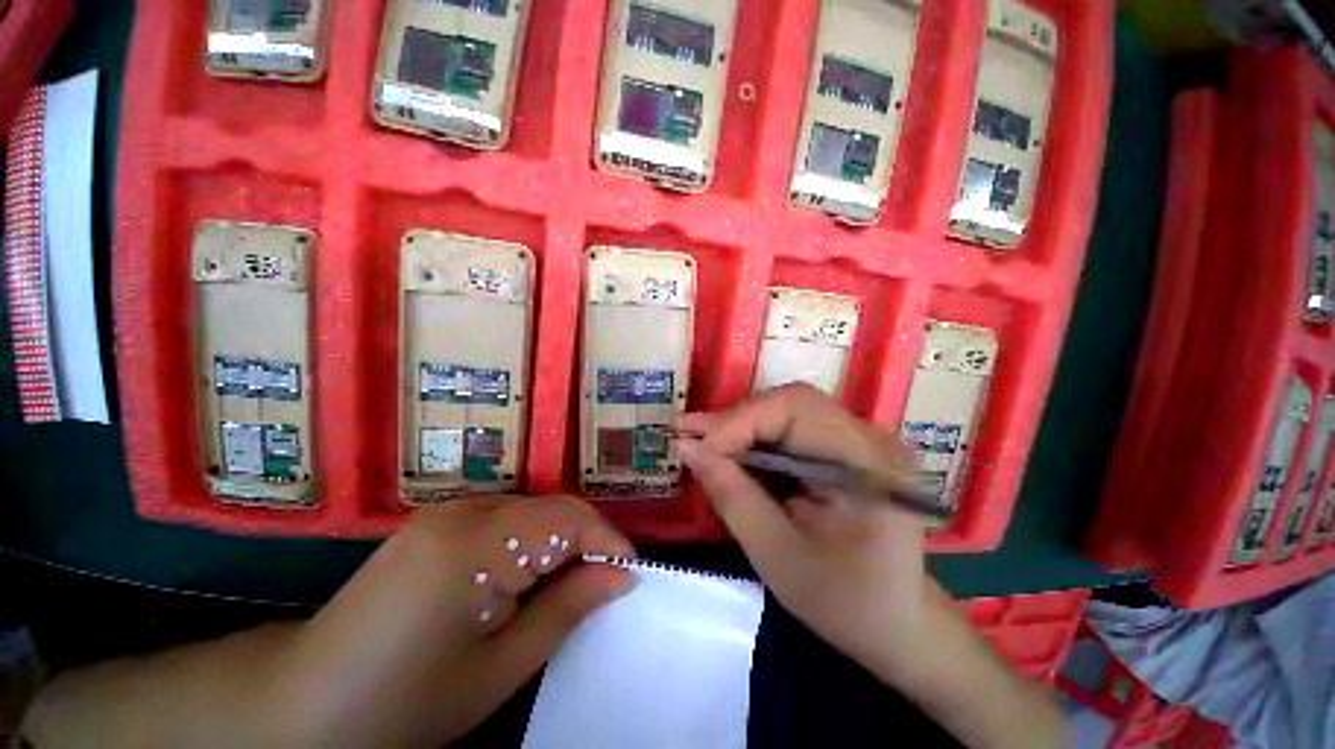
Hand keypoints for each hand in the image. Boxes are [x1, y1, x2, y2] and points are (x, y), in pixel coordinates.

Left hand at [270, 496, 634, 747]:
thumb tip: (620, 576)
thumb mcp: (499, 669)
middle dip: (586, 541)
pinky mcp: (435, 522)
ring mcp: (445, 512)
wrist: (303, 705)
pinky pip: (504, 518)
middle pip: (551, 508)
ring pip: (531, 511)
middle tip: (604, 584)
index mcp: (477, 544)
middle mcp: (464, 511)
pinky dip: (529, 541)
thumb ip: (566, 610)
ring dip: (559, 541)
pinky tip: (525, 577)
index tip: (630, 574)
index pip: (569, 518)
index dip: (608, 541)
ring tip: (569, 584)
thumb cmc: (404, 703)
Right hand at [674, 383, 936, 686]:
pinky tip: (731, 452)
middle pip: (791, 403)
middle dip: (735, 420)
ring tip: (702, 443)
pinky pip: (792, 427)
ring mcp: (861, 439)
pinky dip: (756, 438)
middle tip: (689, 436)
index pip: (795, 410)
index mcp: (869, 464)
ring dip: (741, 426)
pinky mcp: (847, 447)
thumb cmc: (843, 602)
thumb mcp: (777, 555)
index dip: (738, 422)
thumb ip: (731, 495)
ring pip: (787, 410)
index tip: (693, 446)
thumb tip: (686, 447)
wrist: (897, 623)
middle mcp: (871, 438)